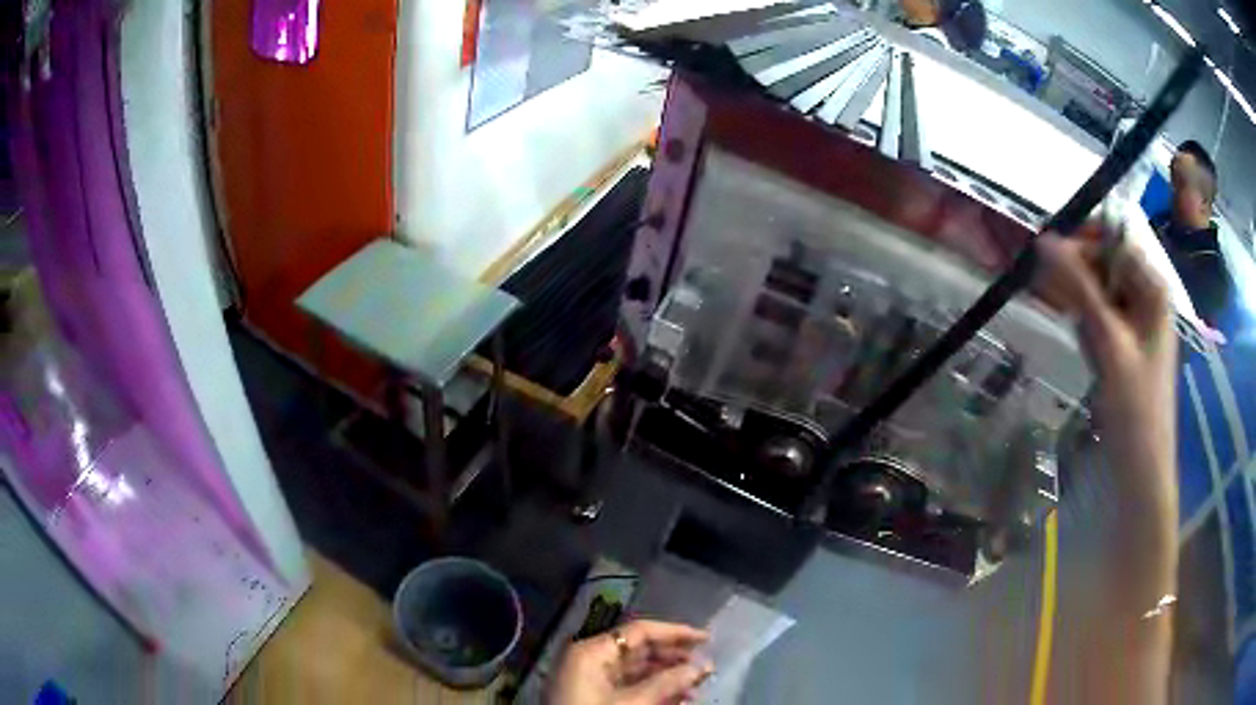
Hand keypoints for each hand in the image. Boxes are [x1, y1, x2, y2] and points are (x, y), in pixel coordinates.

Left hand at [547, 620, 712, 704]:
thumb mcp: (632, 703)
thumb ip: (668, 684)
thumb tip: (702, 667)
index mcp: (590, 651)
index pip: (639, 632)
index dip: (675, 633)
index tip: (706, 639)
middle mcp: (589, 659)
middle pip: (638, 650)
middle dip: (674, 658)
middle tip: (705, 667)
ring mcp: (589, 680)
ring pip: (636, 671)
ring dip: (667, 677)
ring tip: (696, 687)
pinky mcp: (592, 697)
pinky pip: (628, 687)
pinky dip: (652, 691)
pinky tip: (677, 699)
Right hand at [1033, 230, 1179, 701]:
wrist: (1140, 473)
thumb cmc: (1135, 408)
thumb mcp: (1108, 343)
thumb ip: (1079, 289)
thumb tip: (1042, 240)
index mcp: (1153, 288)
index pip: (1114, 239)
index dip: (1083, 240)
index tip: (1049, 256)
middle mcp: (1146, 297)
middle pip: (1105, 264)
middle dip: (1079, 278)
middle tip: (1056, 299)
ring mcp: (1135, 324)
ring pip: (1098, 292)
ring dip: (1080, 305)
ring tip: (1080, 337)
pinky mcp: (1123, 347)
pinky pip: (1099, 320)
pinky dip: (1086, 328)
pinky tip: (1086, 351)